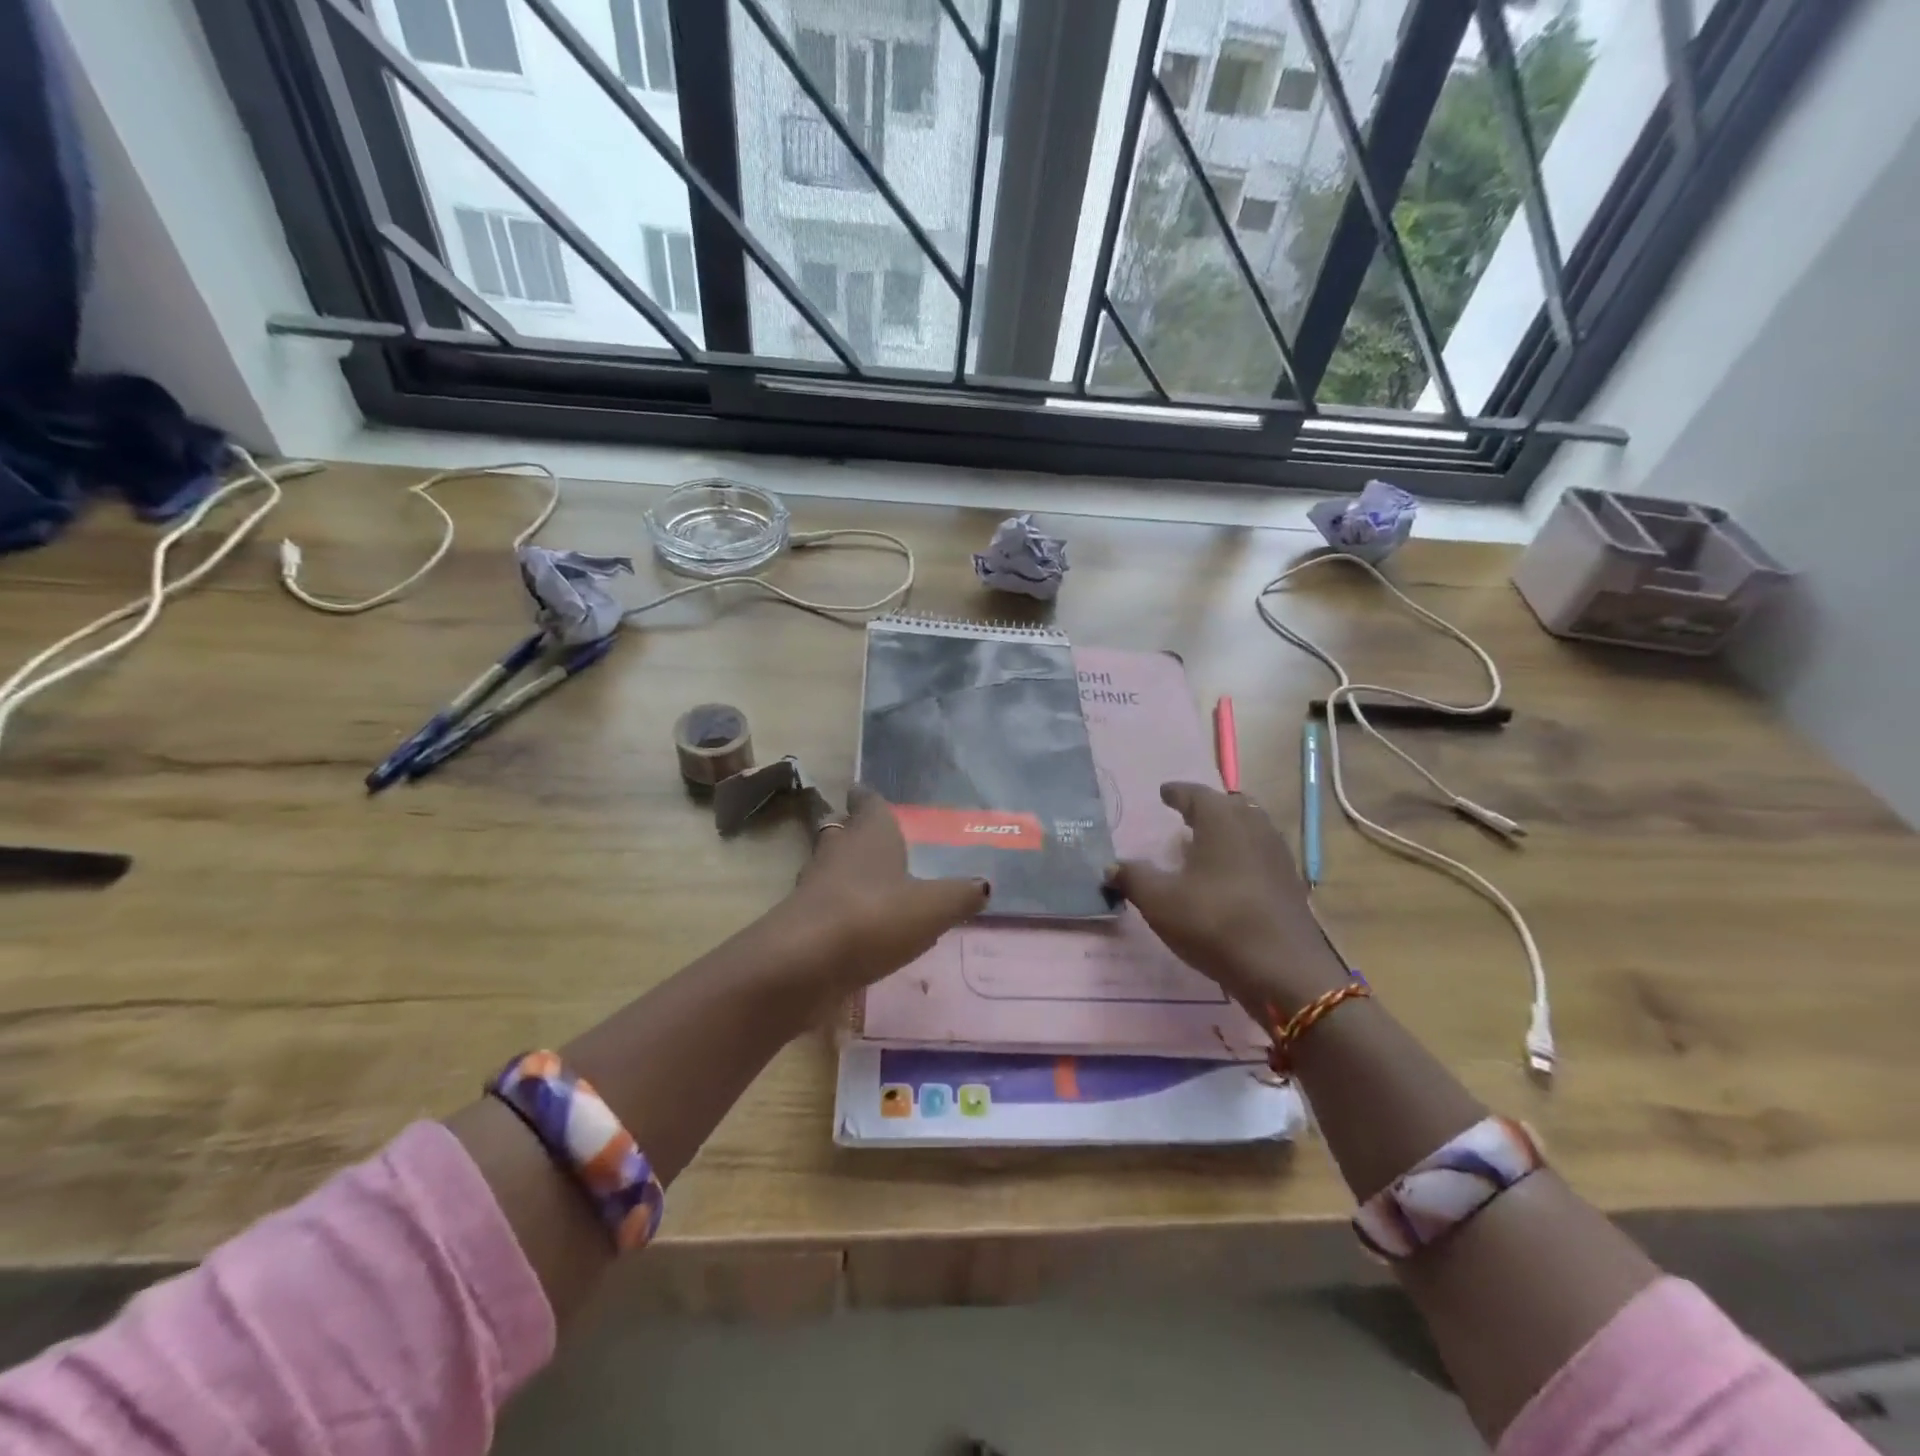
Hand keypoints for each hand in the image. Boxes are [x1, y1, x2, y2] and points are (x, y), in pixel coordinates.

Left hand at [782, 786, 989, 991]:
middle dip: (855, 833)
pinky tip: (859, 927)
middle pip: (843, 833)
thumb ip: (960, 895)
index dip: (869, 799)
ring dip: (846, 873)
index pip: (868, 803)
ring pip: (831, 869)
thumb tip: (984, 885)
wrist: (803, 963)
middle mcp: (838, 850)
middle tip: (874, 839)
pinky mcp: (801, 922)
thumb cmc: (874, 917)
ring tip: (872, 885)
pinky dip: (840, 910)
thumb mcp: (933, 907)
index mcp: (870, 834)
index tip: (866, 794)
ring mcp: (814, 886)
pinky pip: (825, 906)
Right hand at [1106, 782, 1348, 1016]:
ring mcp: (1277, 855)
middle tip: (1187, 815)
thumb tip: (1110, 866)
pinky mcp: (1290, 883)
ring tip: (1207, 844)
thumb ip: (1133, 878)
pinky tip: (1230, 876)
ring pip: (1250, 828)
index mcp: (1221, 820)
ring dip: (1228, 830)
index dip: (1177, 793)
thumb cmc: (1215, 922)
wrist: (1284, 970)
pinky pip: (1261, 854)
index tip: (1164, 792)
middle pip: (1230, 805)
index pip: (1195, 794)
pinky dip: (1243, 854)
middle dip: (1208, 807)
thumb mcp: (1160, 901)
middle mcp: (1253, 827)